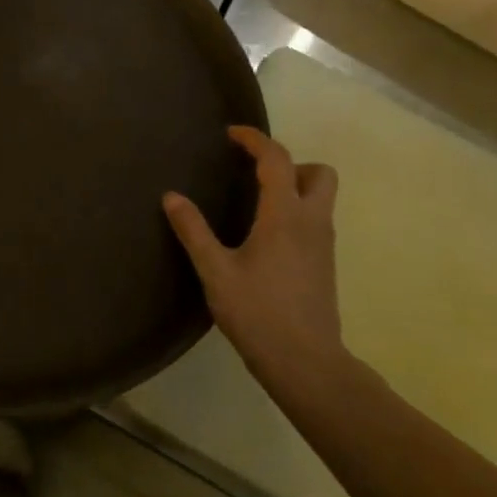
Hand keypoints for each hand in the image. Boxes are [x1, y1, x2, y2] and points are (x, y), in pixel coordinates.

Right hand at [163, 127, 345, 376]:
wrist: (305, 362)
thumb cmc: (257, 313)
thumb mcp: (215, 271)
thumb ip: (193, 230)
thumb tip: (172, 196)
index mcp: (285, 215)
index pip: (277, 159)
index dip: (255, 140)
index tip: (231, 134)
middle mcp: (312, 221)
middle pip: (319, 172)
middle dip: (290, 162)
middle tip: (254, 173)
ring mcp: (323, 244)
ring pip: (322, 197)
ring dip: (295, 186)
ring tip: (255, 201)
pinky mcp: (325, 264)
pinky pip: (316, 220)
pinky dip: (296, 211)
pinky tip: (266, 235)